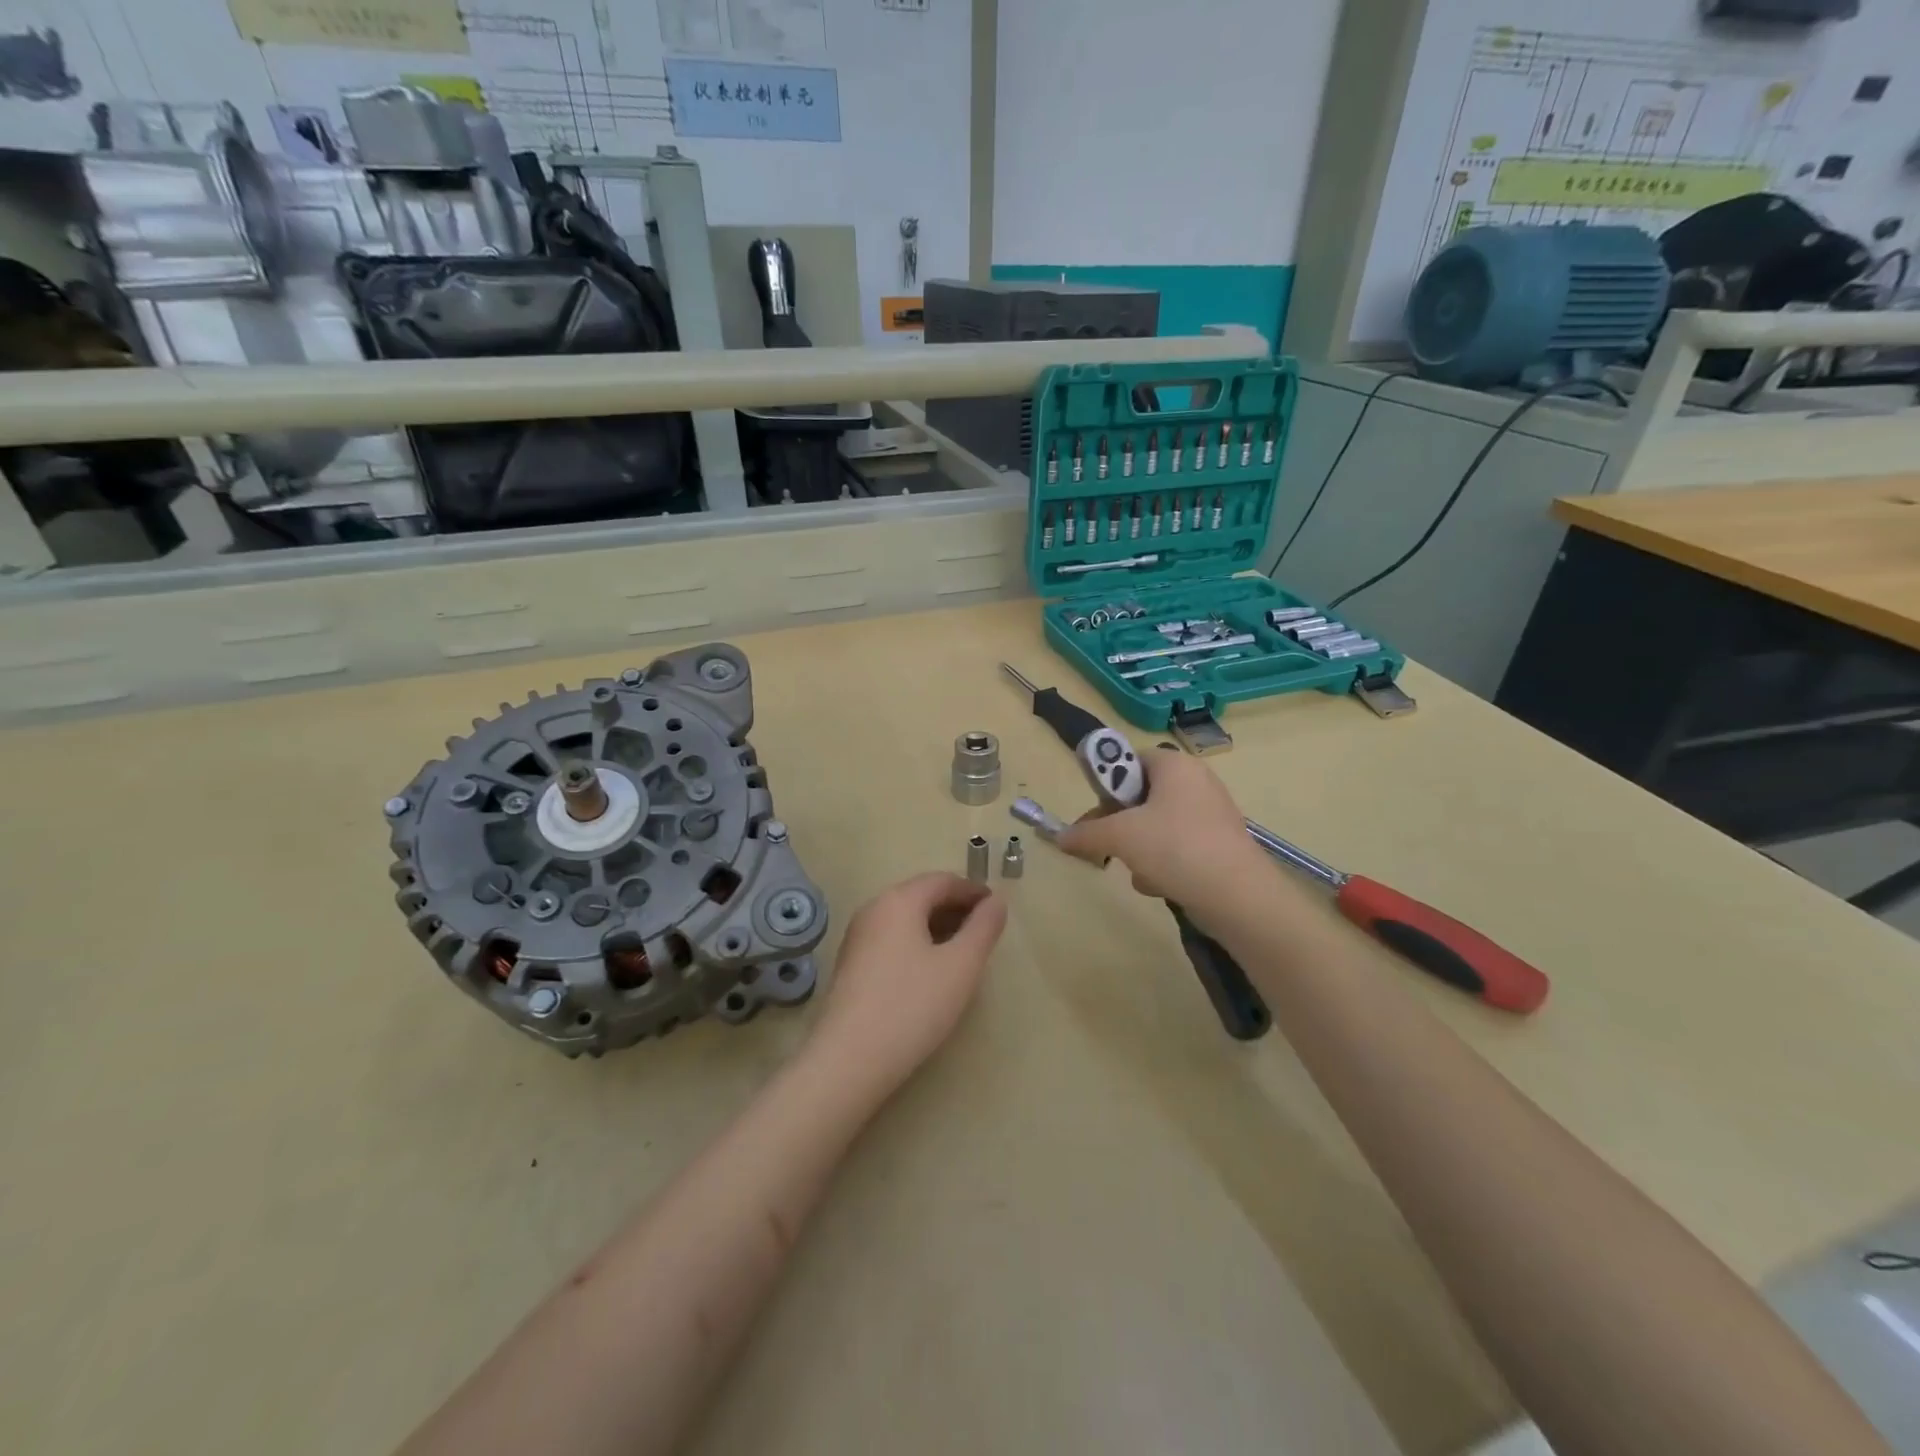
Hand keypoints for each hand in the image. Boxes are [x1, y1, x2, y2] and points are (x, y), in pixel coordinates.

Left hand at [810, 872, 1006, 1094]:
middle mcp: (873, 910)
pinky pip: (891, 940)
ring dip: (936, 927)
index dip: (973, 890)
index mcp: (899, 901)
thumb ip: (983, 929)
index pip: (942, 881)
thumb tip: (997, 901)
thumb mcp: (961, 966)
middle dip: (955, 908)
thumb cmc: (912, 1006)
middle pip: (921, 896)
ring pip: (905, 920)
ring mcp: (857, 938)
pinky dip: (917, 944)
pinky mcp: (850, 966)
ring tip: (963, 953)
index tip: (997, 908)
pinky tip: (931, 972)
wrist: (848, 1060)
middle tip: (984, 932)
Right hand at [1058, 749, 1277, 919]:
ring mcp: (1211, 815)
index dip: (1107, 783)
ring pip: (1156, 825)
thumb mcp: (1120, 837)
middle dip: (1120, 824)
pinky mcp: (1218, 845)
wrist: (1238, 897)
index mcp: (1175, 766)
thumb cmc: (1176, 848)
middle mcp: (1196, 782)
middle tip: (1106, 845)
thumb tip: (1060, 837)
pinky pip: (1177, 847)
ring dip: (1138, 849)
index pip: (1130, 759)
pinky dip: (1163, 864)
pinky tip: (1159, 885)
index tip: (1095, 812)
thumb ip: (1086, 833)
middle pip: (1141, 795)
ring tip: (1138, 870)